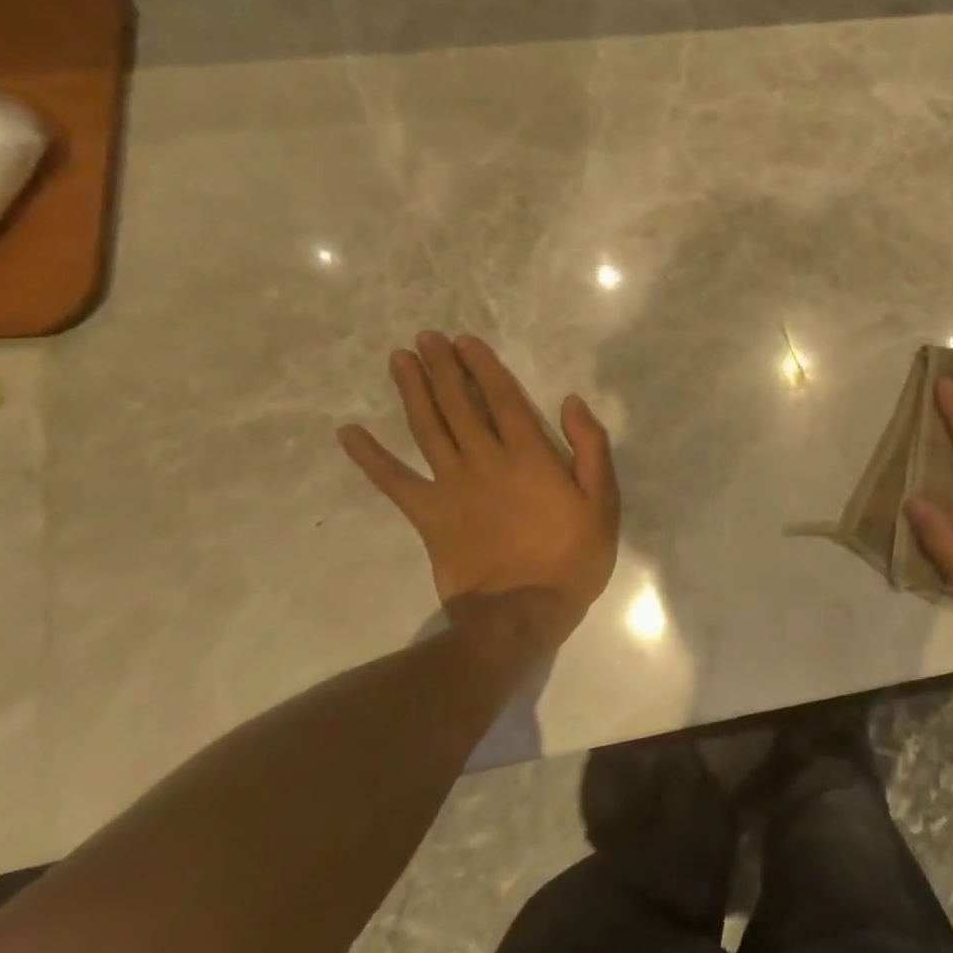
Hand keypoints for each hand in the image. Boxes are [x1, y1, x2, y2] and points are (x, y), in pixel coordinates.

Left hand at [338, 332, 618, 653]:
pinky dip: (370, 457)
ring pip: (427, 428)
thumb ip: (590, 447)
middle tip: (426, 338)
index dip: (483, 367)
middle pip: (459, 404)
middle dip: (442, 368)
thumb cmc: (572, 556)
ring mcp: (452, 487)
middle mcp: (486, 460)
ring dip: (412, 392)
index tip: (465, 342)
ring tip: (400, 360)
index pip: (502, 399)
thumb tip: (570, 402)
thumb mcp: (603, 501)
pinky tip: (349, 433)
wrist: (523, 613)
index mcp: (530, 455)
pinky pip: (394, 482)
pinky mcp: (428, 516)